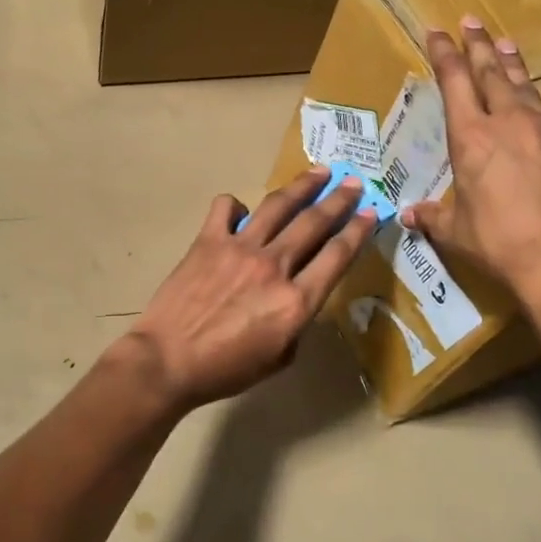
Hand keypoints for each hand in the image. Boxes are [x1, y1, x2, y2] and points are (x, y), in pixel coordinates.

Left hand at [124, 167, 378, 411]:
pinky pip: (225, 208)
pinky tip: (241, 210)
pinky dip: (236, 204)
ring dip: (302, 186)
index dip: (359, 231)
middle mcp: (273, 266)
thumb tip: (295, 296)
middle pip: (314, 223)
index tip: (372, 213)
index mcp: (296, 301)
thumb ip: (296, 323)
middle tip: (354, 183)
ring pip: (278, 206)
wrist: (167, 361)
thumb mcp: (279, 359)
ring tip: (319, 171)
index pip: (337, 256)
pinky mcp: (208, 240)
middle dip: (339, 200)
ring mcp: (239, 248)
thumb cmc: (225, 370)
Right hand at [401, 18, 540, 312]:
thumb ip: (432, 216)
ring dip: (514, 64)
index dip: (443, 53)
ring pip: (528, 86)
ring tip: (505, 44)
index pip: (453, 82)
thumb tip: (409, 215)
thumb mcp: (455, 231)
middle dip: (477, 45)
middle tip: (471, 20)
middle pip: (491, 73)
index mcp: (471, 138)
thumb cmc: (500, 244)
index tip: (436, 31)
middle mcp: (509, 122)